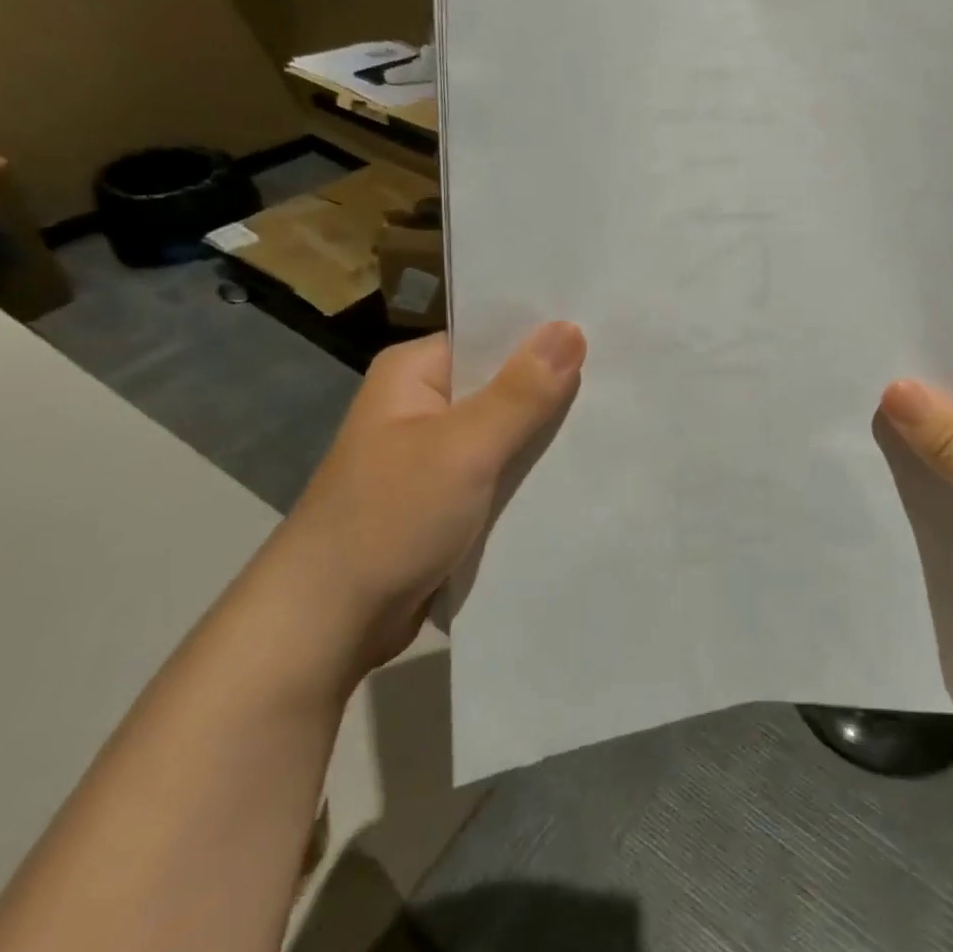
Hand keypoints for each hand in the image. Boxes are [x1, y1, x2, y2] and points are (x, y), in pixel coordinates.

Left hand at [272, 322, 586, 672]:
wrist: (327, 623)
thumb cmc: (390, 518)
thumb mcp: (463, 448)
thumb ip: (522, 392)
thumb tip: (571, 328)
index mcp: (415, 372)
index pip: (493, 335)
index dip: (548, 335)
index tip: (609, 334)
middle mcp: (423, 403)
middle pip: (504, 382)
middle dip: (556, 387)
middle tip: (625, 379)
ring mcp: (434, 453)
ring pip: (507, 429)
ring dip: (547, 433)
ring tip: (618, 419)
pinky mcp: (446, 495)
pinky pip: (501, 469)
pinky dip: (531, 471)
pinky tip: (581, 469)